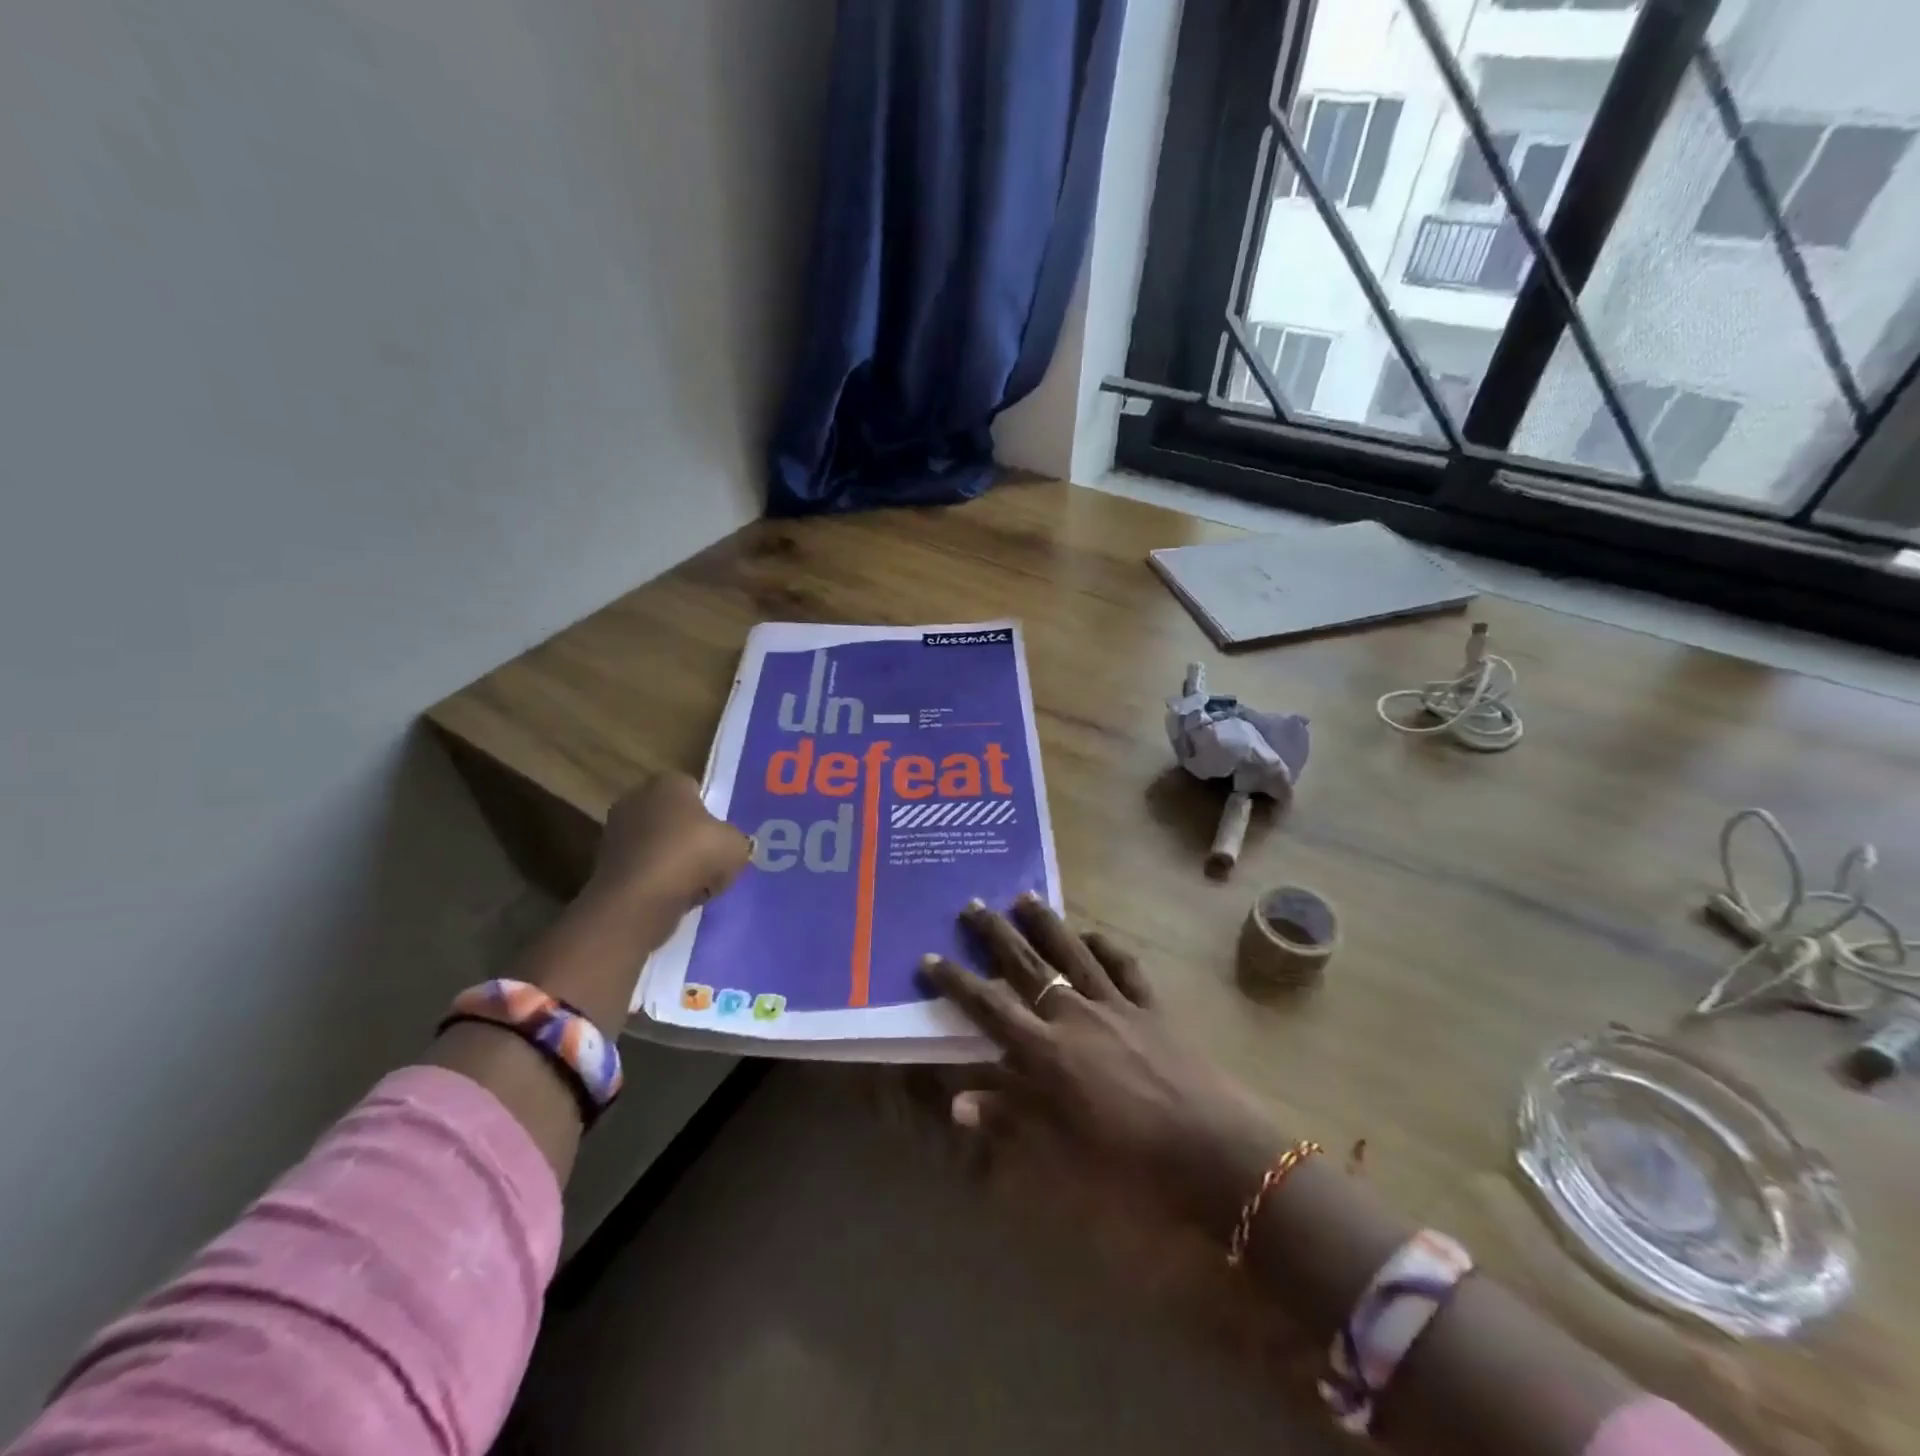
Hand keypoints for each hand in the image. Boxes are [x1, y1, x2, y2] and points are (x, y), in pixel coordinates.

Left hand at [587, 772, 751, 920]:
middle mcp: (636, 798)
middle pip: (674, 817)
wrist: (639, 900)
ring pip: (658, 844)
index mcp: (668, 782)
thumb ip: (736, 840)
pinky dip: (657, 881)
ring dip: (674, 861)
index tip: (722, 837)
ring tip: (696, 885)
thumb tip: (731, 846)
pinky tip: (674, 898)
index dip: (712, 813)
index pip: (694, 789)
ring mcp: (615, 831)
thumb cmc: (692, 855)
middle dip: (690, 836)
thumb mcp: (736, 845)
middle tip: (712, 860)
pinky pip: (644, 869)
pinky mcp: (605, 864)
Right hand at [921, 895, 1283, 1237]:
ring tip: (1024, 896)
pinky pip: (1124, 966)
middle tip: (971, 904)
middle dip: (995, 934)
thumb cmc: (1129, 1162)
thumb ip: (1010, 1117)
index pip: (989, 1007)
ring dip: (1045, 923)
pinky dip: (1106, 946)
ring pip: (1071, 952)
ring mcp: (1115, 1005)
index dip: (956, 981)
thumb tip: (957, 1102)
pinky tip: (1092, 934)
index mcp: (1047, 1051)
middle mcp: (1075, 1015)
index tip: (930, 957)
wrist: (1212, 1150)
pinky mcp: (1150, 1006)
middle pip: (1027, 965)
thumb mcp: (1062, 1149)